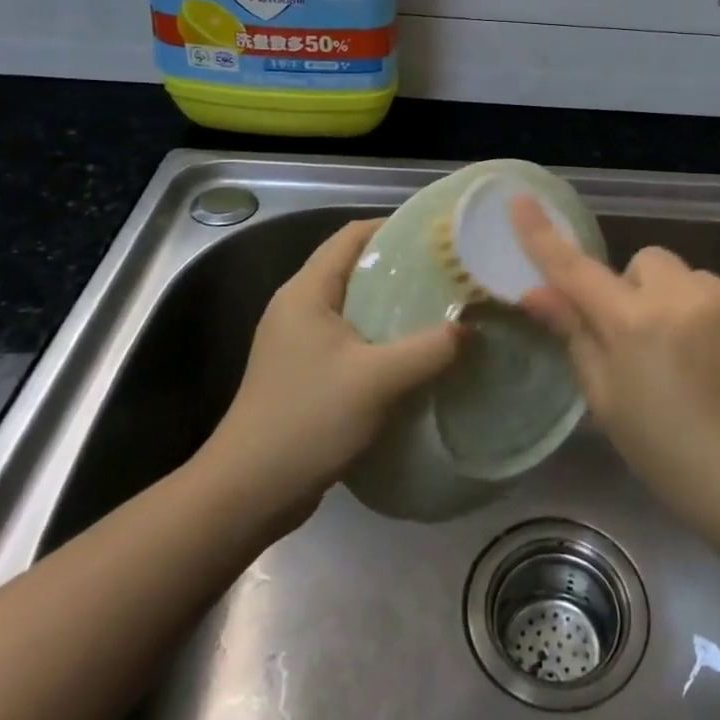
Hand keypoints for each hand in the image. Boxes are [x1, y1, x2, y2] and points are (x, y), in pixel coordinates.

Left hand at [200, 219, 459, 527]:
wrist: (248, 493)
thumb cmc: (308, 420)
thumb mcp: (378, 380)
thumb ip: (430, 348)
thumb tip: (471, 327)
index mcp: (306, 292)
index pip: (352, 235)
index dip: (396, 227)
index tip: (442, 237)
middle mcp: (299, 307)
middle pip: (356, 267)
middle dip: (404, 268)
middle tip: (454, 275)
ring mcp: (300, 342)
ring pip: (357, 306)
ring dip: (397, 306)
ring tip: (445, 310)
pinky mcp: (306, 372)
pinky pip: (353, 338)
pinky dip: (385, 337)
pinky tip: (418, 353)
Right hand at [511, 196, 719, 554]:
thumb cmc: (680, 465)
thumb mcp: (613, 410)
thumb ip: (577, 340)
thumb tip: (537, 293)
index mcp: (635, 325)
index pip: (576, 270)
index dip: (543, 237)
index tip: (520, 200)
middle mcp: (683, 297)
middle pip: (646, 264)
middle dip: (639, 292)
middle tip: (649, 344)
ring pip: (692, 279)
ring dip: (685, 305)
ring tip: (704, 364)